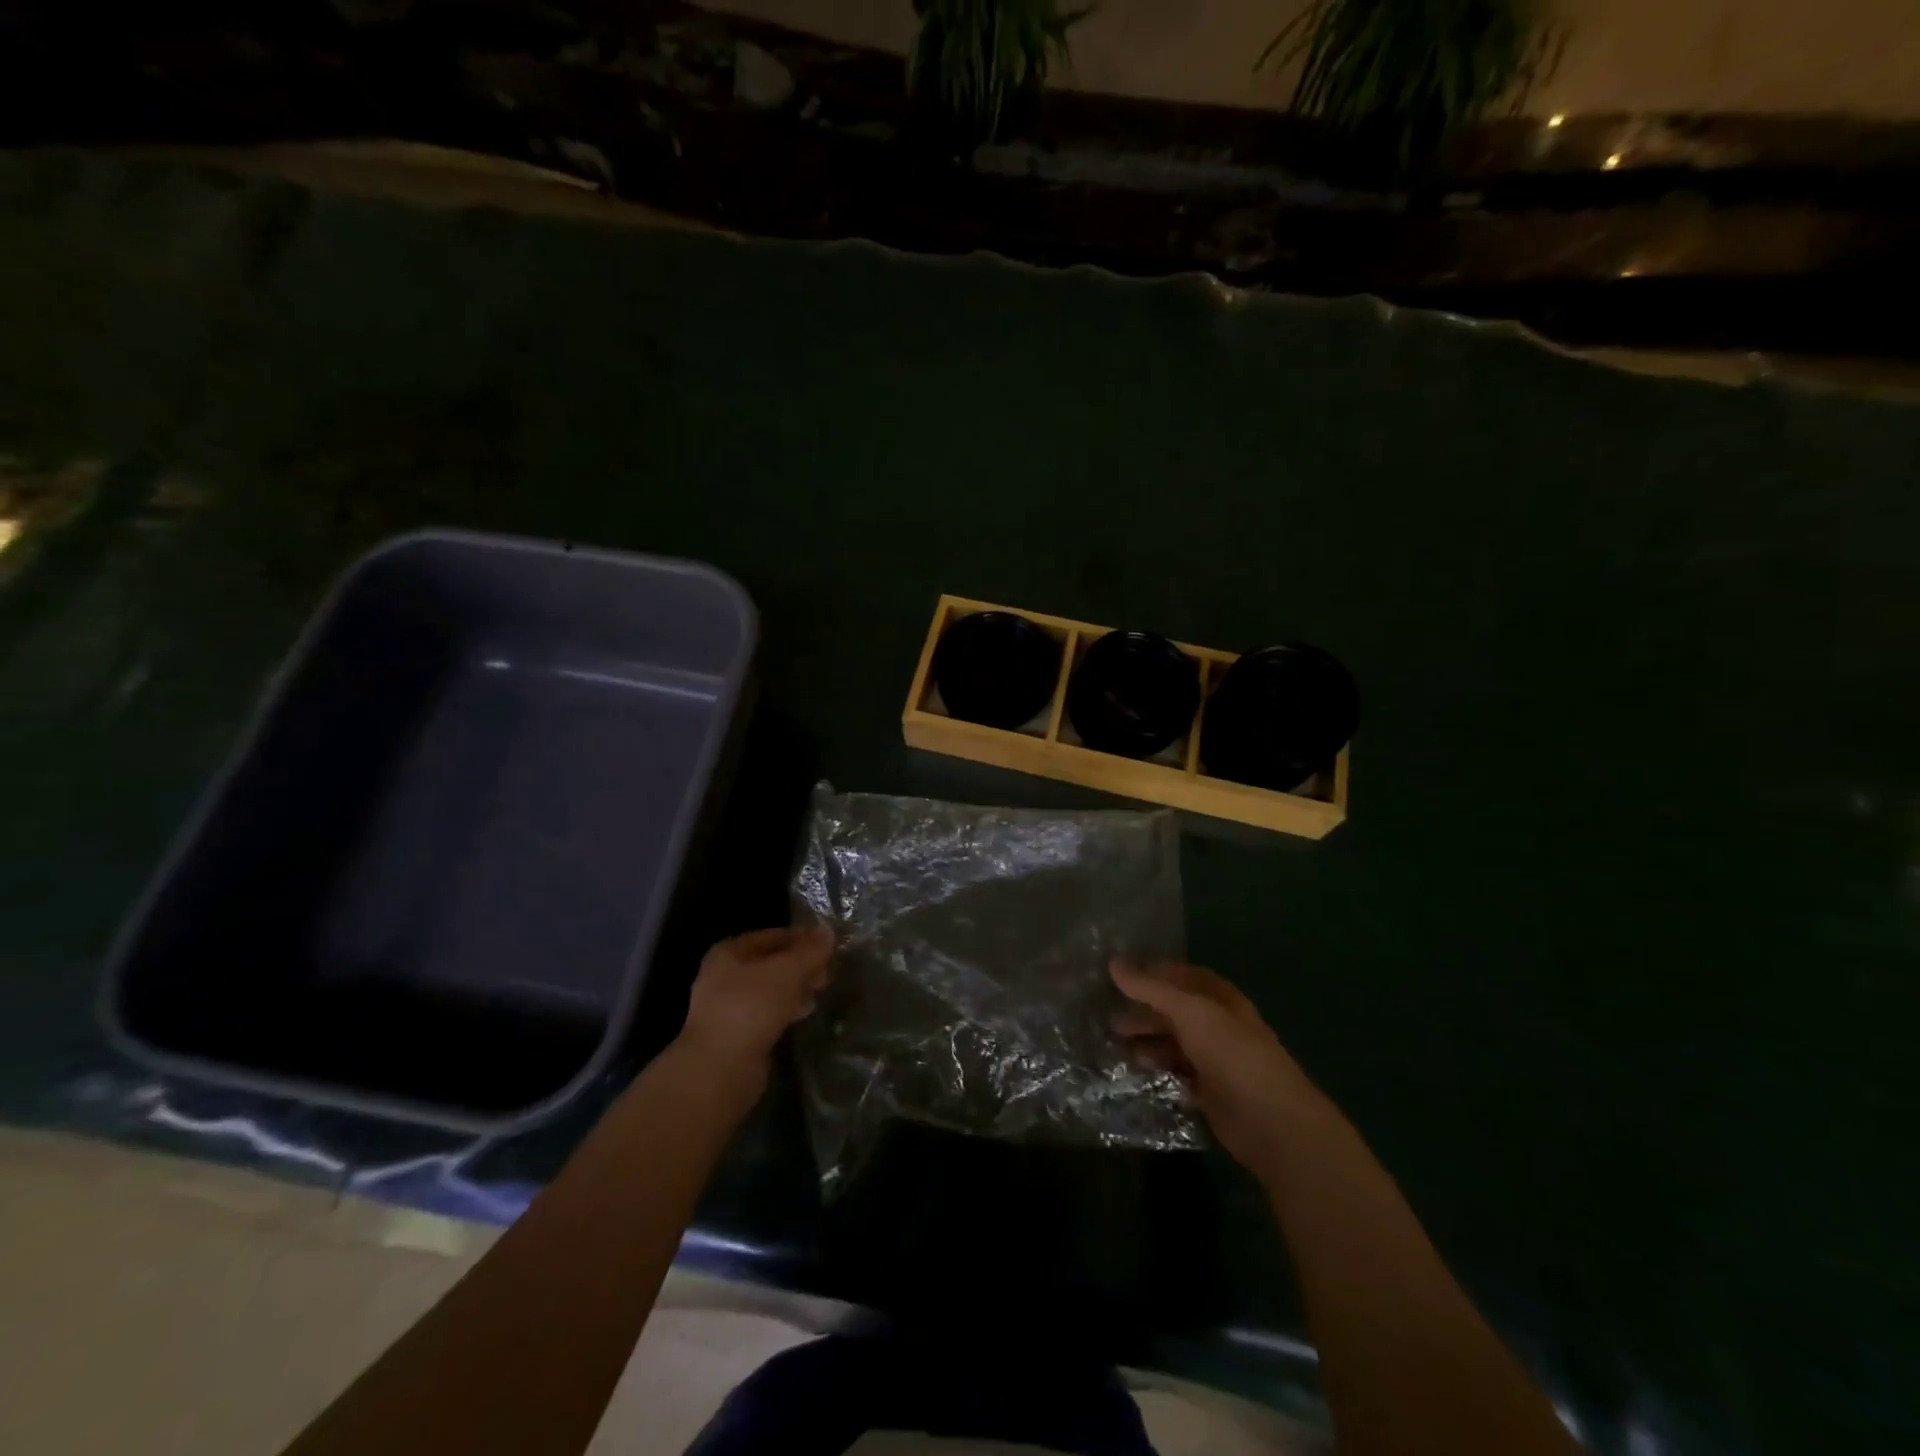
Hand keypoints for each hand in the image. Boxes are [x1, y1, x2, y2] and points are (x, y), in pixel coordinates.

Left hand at [677, 925, 834, 1086]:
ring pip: (771, 989)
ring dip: (796, 987)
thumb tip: (828, 931)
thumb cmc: (750, 1008)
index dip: (801, 937)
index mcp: (728, 953)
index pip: (771, 936)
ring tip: (822, 989)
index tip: (828, 944)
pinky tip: (806, 1012)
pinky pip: (768, 1013)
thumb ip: (809, 951)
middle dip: (801, 964)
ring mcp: (729, 1007)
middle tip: (828, 970)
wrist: (719, 1070)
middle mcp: (724, 976)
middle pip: (771, 962)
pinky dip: (787, 1009)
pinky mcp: (738, 1035)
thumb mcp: (786, 972)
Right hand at [1110, 959, 1327, 1179]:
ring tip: (1119, 1048)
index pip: (1183, 976)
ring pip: (1176, 1045)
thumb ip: (1151, 988)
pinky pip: (1180, 1076)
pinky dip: (1161, 1073)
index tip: (1119, 978)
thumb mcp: (1189, 1012)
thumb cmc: (1231, 1054)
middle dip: (1145, 1013)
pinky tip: (1139, 1074)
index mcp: (1221, 999)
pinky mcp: (1213, 1094)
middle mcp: (1220, 1025)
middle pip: (1176, 1012)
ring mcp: (1217, 1061)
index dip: (1154, 974)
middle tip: (1111, 1020)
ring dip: (1149, 1044)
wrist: (1271, 1122)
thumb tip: (1112, 961)